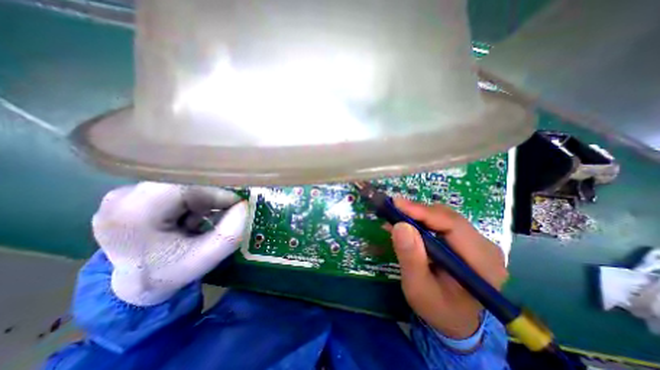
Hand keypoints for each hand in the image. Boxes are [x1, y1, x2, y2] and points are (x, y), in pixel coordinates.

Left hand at [90, 182, 247, 305]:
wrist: (134, 284)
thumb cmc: (169, 273)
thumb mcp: (206, 259)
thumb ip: (230, 234)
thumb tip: (245, 206)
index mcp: (134, 214)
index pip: (187, 188)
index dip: (217, 194)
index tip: (236, 205)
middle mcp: (123, 197)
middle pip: (186, 184)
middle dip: (210, 200)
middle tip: (220, 217)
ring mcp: (124, 193)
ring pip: (183, 185)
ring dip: (201, 201)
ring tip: (200, 222)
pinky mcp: (132, 194)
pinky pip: (175, 188)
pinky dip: (191, 201)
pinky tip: (189, 219)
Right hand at [388, 199, 506, 338]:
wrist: (455, 320)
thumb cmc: (438, 308)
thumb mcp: (419, 288)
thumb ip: (411, 258)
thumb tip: (400, 226)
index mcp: (482, 263)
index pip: (453, 225)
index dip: (423, 212)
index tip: (396, 205)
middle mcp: (485, 247)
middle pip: (448, 217)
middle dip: (417, 212)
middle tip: (392, 210)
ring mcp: (477, 242)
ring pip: (444, 216)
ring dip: (418, 215)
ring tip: (395, 217)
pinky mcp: (466, 240)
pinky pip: (442, 222)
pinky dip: (422, 220)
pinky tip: (406, 224)